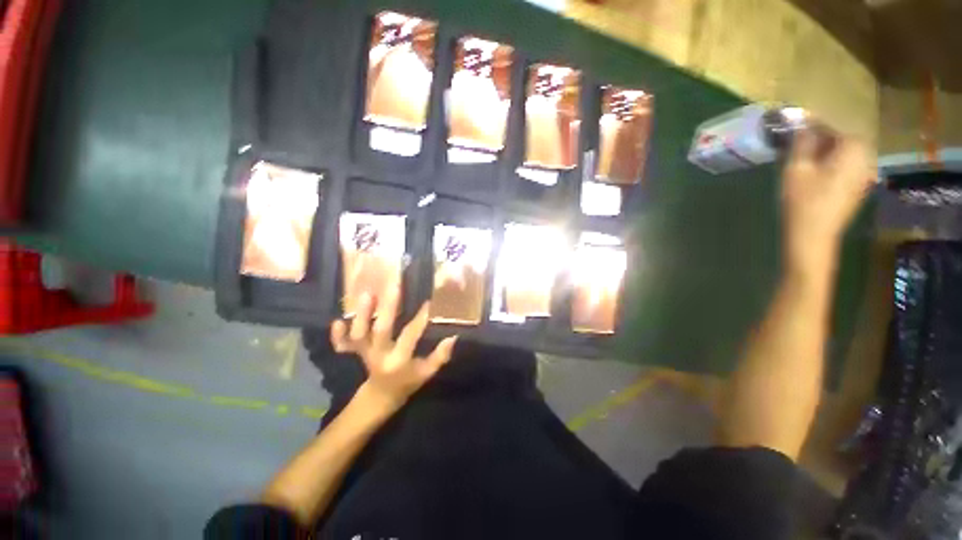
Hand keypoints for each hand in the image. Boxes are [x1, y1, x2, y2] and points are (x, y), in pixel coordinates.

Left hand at [331, 285, 456, 410]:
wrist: (381, 395)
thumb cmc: (408, 382)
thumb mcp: (426, 373)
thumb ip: (439, 357)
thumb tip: (453, 337)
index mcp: (399, 361)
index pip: (410, 336)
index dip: (419, 319)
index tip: (427, 302)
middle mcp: (380, 355)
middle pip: (381, 330)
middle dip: (388, 308)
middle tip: (395, 286)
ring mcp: (365, 353)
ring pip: (359, 335)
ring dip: (362, 315)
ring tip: (367, 293)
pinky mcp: (356, 352)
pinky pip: (343, 345)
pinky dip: (338, 336)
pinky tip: (337, 321)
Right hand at [782, 130, 875, 267]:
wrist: (813, 236)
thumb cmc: (803, 200)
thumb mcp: (797, 168)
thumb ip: (802, 142)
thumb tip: (802, 121)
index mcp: (854, 149)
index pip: (834, 127)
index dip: (813, 125)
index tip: (795, 126)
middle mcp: (866, 158)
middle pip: (841, 140)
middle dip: (821, 139)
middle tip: (798, 143)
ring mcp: (864, 174)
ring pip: (844, 153)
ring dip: (825, 152)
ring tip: (804, 158)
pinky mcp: (858, 187)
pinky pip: (846, 166)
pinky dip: (831, 164)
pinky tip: (815, 173)